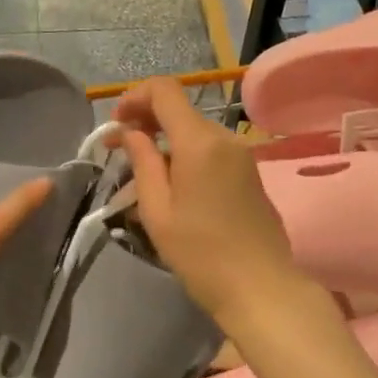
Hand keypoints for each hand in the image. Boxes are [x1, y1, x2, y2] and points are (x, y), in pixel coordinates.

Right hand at [109, 78, 313, 335]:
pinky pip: (212, 150)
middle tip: (119, 150)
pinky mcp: (250, 172)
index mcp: (200, 141)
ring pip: (196, 131)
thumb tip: (132, 133)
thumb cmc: (201, 254)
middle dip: (147, 121)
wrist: (261, 287)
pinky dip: (187, 154)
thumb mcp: (158, 211)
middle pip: (180, 110)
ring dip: (166, 140)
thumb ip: (143, 162)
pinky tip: (173, 183)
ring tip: (142, 173)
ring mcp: (242, 154)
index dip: (135, 97)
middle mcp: (225, 137)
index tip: (115, 124)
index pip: (165, 90)